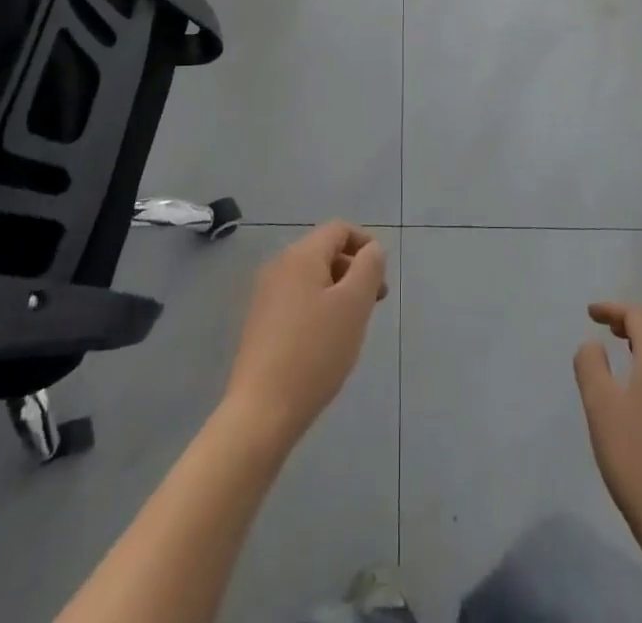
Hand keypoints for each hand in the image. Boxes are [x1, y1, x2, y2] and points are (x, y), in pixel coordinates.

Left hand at [223, 222, 388, 449]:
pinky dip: (318, 307)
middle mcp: (279, 266)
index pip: (339, 230)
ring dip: (338, 291)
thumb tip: (372, 249)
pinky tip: (326, 341)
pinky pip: (297, 299)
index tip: (382, 278)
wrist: (261, 412)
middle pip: (325, 252)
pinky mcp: (260, 322)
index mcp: (301, 255)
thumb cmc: (315, 352)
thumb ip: (369, 268)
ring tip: (353, 326)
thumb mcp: (354, 305)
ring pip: (312, 278)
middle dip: (354, 270)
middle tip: (374, 304)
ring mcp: (265, 295)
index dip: (366, 245)